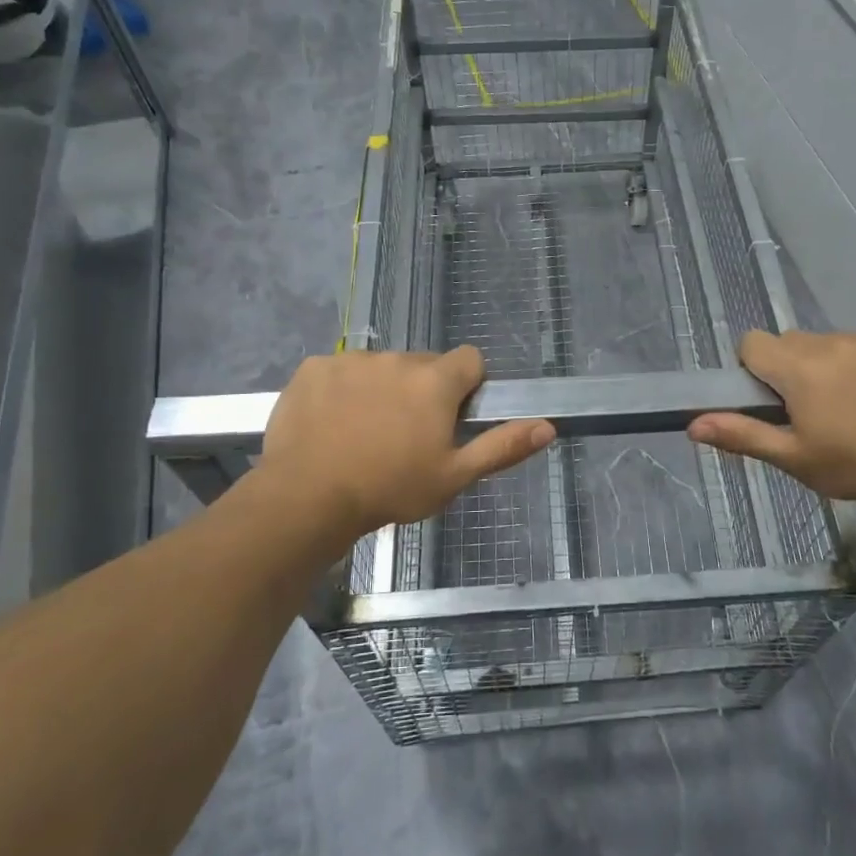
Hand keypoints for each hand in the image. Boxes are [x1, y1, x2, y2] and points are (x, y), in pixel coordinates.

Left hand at [258, 346, 553, 541]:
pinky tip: (329, 424)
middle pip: (423, 365)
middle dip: (422, 391)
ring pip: (380, 368)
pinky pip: (339, 371)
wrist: (307, 497)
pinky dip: (340, 390)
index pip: (470, 360)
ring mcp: (352, 360)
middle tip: (406, 435)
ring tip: (363, 434)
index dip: (467, 387)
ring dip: (381, 389)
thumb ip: (502, 447)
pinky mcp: (314, 367)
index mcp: (436, 381)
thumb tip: (548, 426)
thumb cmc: (390, 489)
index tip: (451, 418)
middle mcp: (398, 358)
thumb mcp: (454, 477)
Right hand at [687, 330, 855, 519]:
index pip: (754, 342)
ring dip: (839, 366)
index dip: (756, 368)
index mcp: (799, 368)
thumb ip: (742, 435)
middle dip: (798, 369)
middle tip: (819, 410)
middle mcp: (834, 342)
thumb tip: (692, 425)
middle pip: (796, 342)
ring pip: (839, 344)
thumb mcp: (794, 458)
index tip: (775, 399)